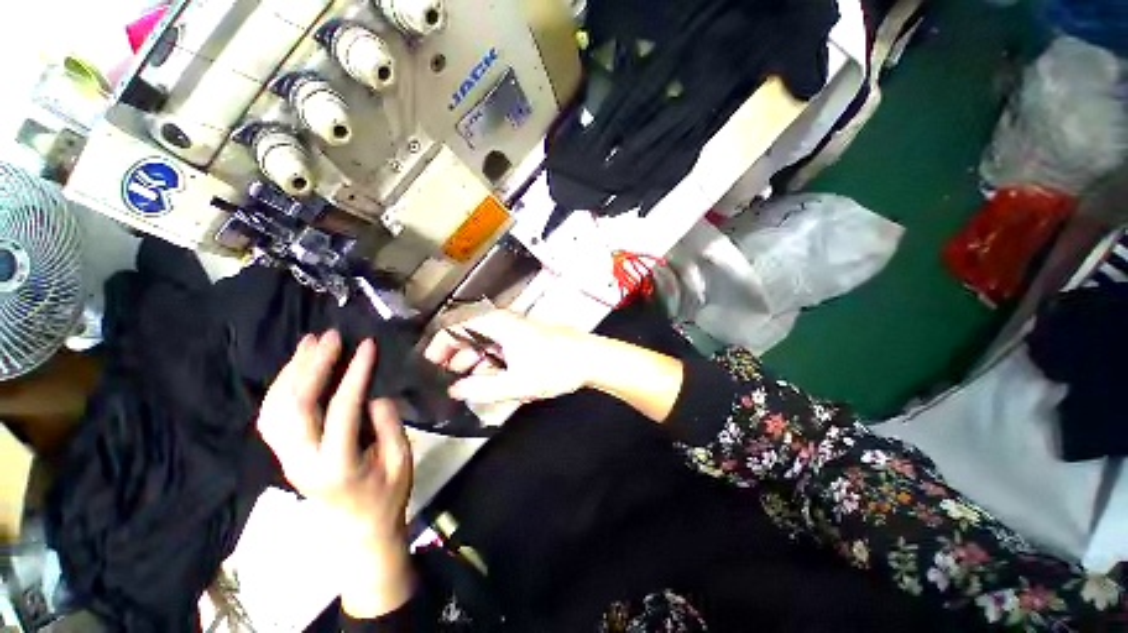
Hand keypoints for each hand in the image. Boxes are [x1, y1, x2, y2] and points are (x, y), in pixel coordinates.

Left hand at [256, 331, 414, 616]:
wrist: (356, 529)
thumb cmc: (386, 495)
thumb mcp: (401, 460)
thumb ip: (388, 425)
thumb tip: (374, 393)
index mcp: (337, 465)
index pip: (341, 410)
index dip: (354, 374)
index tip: (367, 346)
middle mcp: (302, 461)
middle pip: (295, 406)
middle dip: (312, 366)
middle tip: (331, 337)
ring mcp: (287, 459)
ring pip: (275, 408)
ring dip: (291, 371)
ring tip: (310, 343)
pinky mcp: (284, 455)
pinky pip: (272, 416)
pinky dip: (281, 387)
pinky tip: (297, 367)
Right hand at [424, 310, 595, 403]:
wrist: (590, 359)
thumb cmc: (555, 367)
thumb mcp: (516, 383)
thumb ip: (482, 388)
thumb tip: (455, 390)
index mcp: (498, 325)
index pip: (456, 325)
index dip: (440, 343)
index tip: (431, 364)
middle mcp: (504, 323)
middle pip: (469, 332)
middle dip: (454, 353)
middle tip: (446, 376)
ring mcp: (516, 330)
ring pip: (484, 340)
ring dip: (472, 359)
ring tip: (466, 380)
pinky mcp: (526, 338)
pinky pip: (499, 346)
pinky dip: (489, 360)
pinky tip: (490, 377)